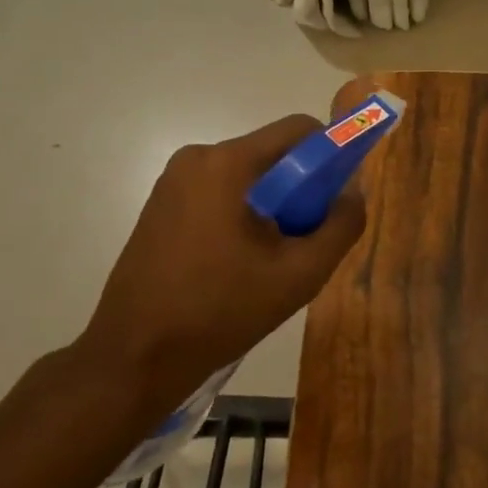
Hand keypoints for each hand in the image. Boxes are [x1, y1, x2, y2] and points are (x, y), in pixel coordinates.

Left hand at [79, 115, 365, 410]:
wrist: (134, 358)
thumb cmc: (221, 311)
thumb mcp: (300, 274)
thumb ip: (342, 225)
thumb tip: (353, 193)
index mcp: (228, 163)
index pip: (299, 130)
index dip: (332, 154)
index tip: (337, 198)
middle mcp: (197, 158)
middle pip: (273, 154)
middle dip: (300, 189)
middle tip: (305, 240)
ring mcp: (173, 181)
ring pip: (248, 176)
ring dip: (273, 205)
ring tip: (271, 260)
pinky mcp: (161, 205)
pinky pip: (221, 192)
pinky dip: (243, 215)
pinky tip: (239, 263)